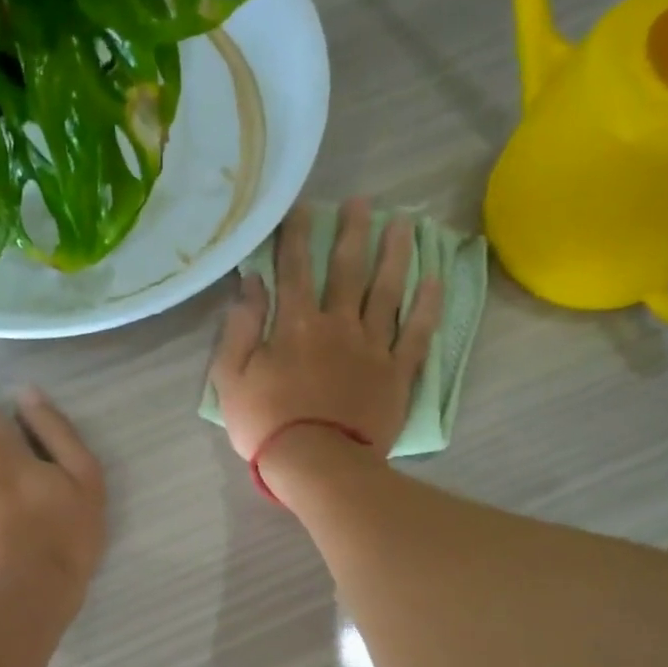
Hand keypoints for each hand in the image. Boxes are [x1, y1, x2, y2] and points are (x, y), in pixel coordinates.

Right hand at [210, 197, 442, 464]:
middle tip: (362, 201)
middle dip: (353, 232)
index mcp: (296, 325)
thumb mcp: (232, 379)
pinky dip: (427, 307)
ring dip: (394, 255)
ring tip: (404, 224)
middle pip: (348, 270)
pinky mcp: (396, 374)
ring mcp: (372, 348)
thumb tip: (251, 286)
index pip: (295, 269)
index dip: (297, 235)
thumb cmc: (267, 425)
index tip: (303, 207)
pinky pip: (416, 334)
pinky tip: (435, 280)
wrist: (317, 464)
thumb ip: (240, 330)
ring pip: (387, 292)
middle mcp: (338, 325)